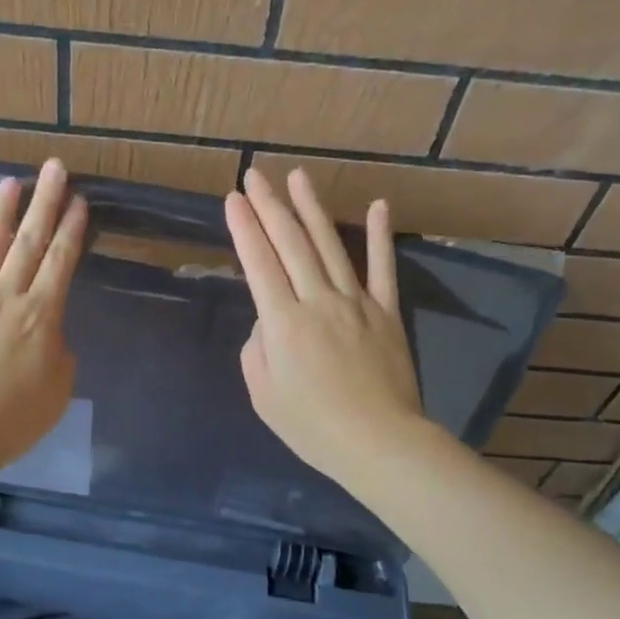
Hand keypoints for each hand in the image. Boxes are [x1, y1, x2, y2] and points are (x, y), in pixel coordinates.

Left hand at [0, 160, 86, 476]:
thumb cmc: (10, 422)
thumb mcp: (57, 391)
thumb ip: (59, 354)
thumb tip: (49, 334)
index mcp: (40, 316)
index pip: (60, 261)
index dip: (72, 229)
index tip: (79, 199)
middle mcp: (5, 297)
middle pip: (29, 242)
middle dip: (44, 202)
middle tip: (54, 168)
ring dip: (0, 213)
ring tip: (10, 182)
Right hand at [225, 167, 429, 493]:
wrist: (378, 443)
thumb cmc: (312, 426)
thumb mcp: (263, 394)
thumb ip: (257, 349)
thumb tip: (269, 321)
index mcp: (283, 322)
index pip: (259, 263)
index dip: (244, 228)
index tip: (233, 199)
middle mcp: (318, 300)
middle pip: (290, 244)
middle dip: (269, 206)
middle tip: (255, 175)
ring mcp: (356, 302)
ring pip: (330, 246)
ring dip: (312, 208)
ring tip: (298, 177)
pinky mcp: (386, 312)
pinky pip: (382, 268)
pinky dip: (380, 236)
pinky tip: (378, 205)